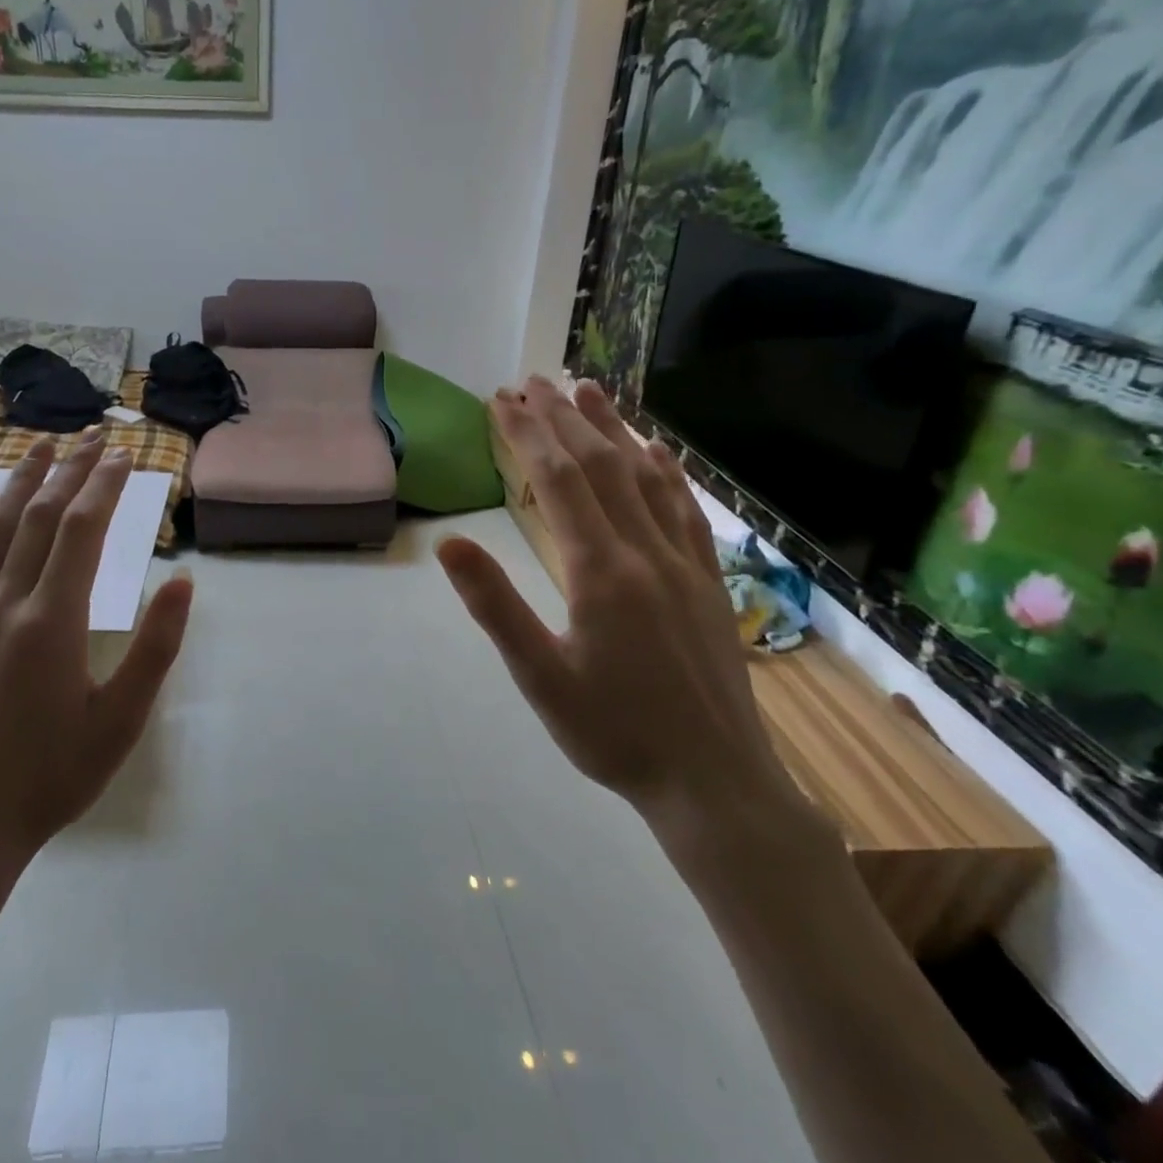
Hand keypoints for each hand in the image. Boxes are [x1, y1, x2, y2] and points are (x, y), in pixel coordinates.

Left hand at [0, 434, 193, 871]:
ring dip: (19, 482)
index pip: (82, 530)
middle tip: (91, 436)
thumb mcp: (122, 720)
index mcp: (53, 621)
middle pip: (39, 518)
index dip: (104, 486)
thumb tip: (183, 582)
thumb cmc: (52, 776)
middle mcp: (5, 604)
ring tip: (40, 447)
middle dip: (68, 470)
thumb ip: (155, 647)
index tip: (124, 455)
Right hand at [437, 378, 803, 831]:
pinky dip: (667, 472)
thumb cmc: (612, 733)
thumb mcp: (539, 677)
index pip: (558, 482)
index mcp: (599, 572)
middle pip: (600, 467)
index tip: (501, 400)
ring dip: (614, 430)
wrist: (713, 780)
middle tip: (532, 381)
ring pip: (645, 478)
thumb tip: (449, 542)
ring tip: (588, 391)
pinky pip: (685, 511)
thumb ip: (495, 605)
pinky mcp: (707, 581)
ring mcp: (683, 563)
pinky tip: (657, 451)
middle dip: (563, 419)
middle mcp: (645, 552)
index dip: (527, 435)